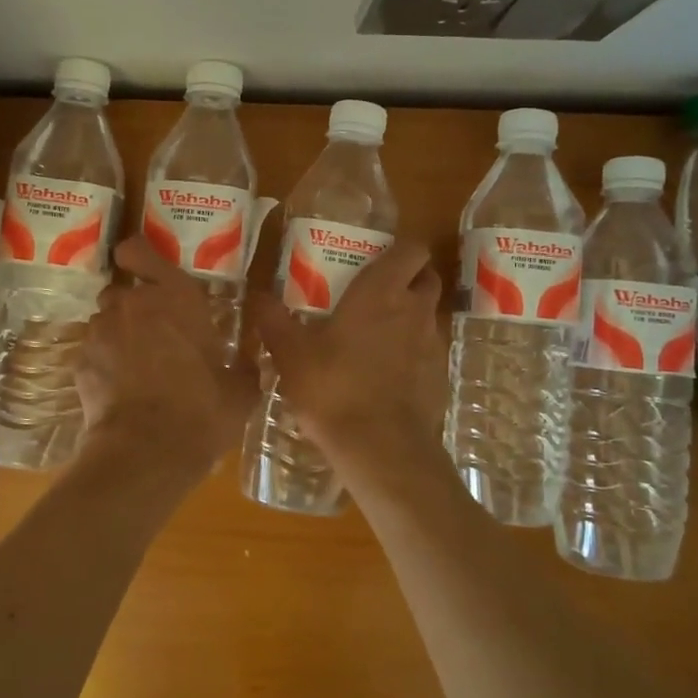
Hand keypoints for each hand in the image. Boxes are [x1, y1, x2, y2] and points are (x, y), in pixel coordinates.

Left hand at [77, 236, 255, 477]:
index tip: (145, 269)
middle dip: (136, 307)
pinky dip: (105, 364)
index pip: (139, 250)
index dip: (138, 256)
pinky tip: (121, 391)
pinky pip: (93, 352)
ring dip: (120, 335)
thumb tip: (248, 362)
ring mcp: (101, 331)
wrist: (147, 452)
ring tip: (138, 368)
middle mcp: (132, 303)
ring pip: (106, 321)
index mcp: (175, 297)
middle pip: (124, 290)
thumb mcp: (240, 389)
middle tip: (156, 335)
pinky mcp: (80, 362)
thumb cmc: (203, 411)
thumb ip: (243, 365)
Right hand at [248, 240, 447, 473]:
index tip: (378, 257)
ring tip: (378, 335)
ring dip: (411, 316)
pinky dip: (415, 354)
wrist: (380, 448)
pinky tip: (388, 375)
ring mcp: (434, 345)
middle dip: (410, 278)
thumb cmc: (333, 387)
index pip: (412, 249)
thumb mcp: (290, 353)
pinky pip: (430, 353)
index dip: (400, 249)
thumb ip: (273, 319)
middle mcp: (416, 310)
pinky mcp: (440, 377)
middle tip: (377, 292)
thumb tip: (256, 295)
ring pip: (429, 315)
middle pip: (427, 278)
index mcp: (382, 292)